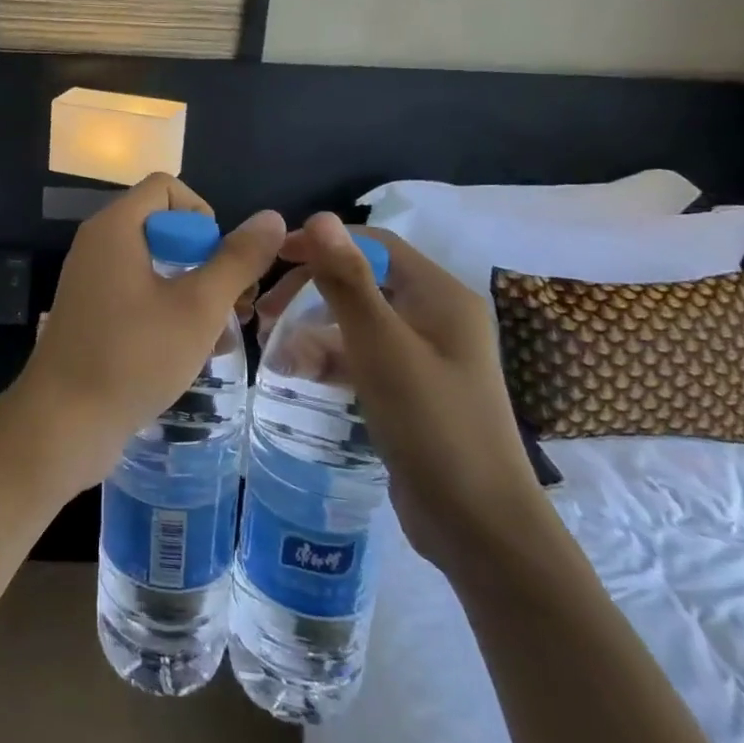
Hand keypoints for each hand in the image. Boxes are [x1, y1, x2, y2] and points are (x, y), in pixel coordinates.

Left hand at [2, 175, 284, 496]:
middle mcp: (97, 244)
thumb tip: (272, 218)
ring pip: (155, 265)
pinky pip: (137, 292)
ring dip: (193, 291)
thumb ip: (237, 260)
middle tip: (233, 305)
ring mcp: (91, 280)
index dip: (202, 214)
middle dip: (205, 260)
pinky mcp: (91, 313)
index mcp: (115, 228)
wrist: (64, 422)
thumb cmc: (134, 356)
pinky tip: (192, 351)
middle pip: (163, 226)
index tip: (218, 261)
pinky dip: (167, 310)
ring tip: (221, 334)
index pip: (165, 187)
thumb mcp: (198, 307)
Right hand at [256, 213, 546, 577]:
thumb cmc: (431, 423)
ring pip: (357, 323)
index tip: (271, 259)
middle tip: (264, 314)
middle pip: (362, 281)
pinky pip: (363, 357)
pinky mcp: (413, 389)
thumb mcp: (379, 345)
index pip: (373, 244)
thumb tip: (319, 217)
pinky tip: (297, 376)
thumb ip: (347, 280)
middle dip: (310, 292)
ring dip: (312, 331)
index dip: (321, 244)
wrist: (479, 525)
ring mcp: (426, 355)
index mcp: (440, 295)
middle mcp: (436, 316)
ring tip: (273, 353)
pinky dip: (330, 360)